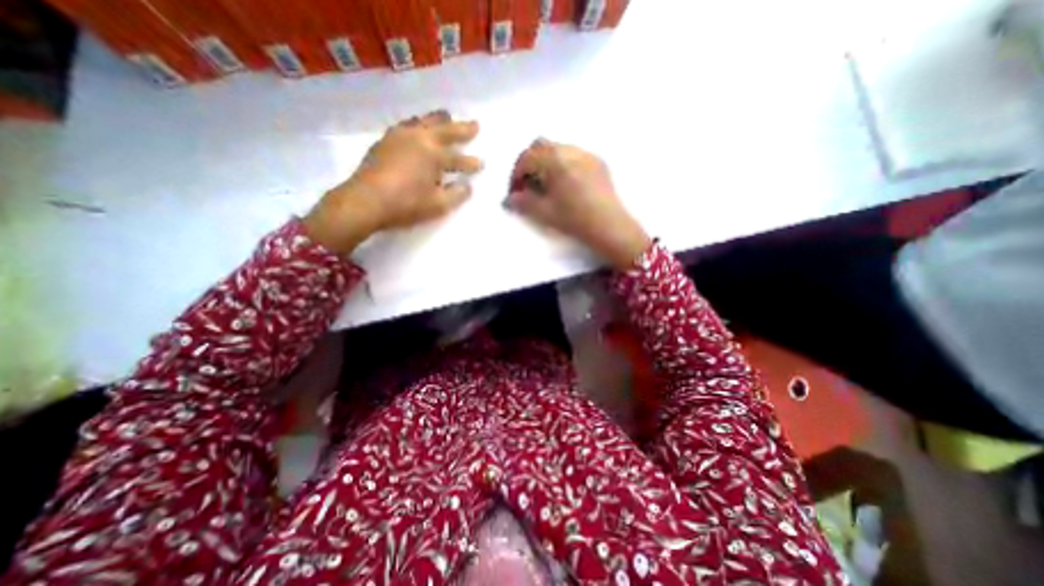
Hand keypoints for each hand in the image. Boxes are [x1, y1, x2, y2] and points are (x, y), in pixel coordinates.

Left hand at [301, 110, 481, 253]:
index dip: (471, 163)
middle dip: (461, 128)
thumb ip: (456, 194)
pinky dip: (418, 123)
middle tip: (474, 124)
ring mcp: (400, 136)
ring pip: (424, 121)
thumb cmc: (405, 204)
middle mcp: (419, 138)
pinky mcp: (385, 140)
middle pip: (445, 130)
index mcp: (434, 155)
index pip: (458, 159)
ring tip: (446, 116)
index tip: (482, 162)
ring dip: (438, 119)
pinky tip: (417, 127)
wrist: (365, 200)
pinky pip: (407, 125)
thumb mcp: (437, 205)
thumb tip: (467, 186)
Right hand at [504, 137, 648, 266]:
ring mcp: (587, 154)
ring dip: (547, 162)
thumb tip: (509, 199)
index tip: (515, 192)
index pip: (526, 158)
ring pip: (558, 148)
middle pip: (541, 145)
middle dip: (530, 162)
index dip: (516, 174)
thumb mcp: (544, 212)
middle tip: (529, 184)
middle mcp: (570, 150)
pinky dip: (563, 164)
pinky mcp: (598, 162)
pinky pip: (574, 155)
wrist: (609, 226)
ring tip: (548, 185)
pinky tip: (567, 185)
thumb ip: (523, 202)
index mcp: (555, 160)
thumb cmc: (574, 219)